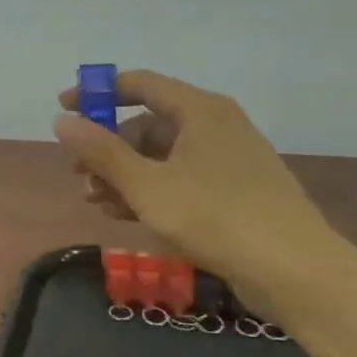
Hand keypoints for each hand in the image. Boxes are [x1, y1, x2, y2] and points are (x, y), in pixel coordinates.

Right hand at [54, 71, 333, 303]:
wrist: (294, 271)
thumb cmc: (215, 217)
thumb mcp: (147, 185)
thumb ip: (101, 152)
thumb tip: (61, 121)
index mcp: (199, 110)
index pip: (139, 84)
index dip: (97, 94)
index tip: (63, 109)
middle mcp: (216, 126)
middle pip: (147, 123)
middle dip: (108, 148)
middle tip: (80, 175)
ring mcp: (227, 160)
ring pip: (161, 156)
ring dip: (124, 175)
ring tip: (97, 202)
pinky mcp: (234, 191)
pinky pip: (180, 179)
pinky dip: (150, 191)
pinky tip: (125, 215)